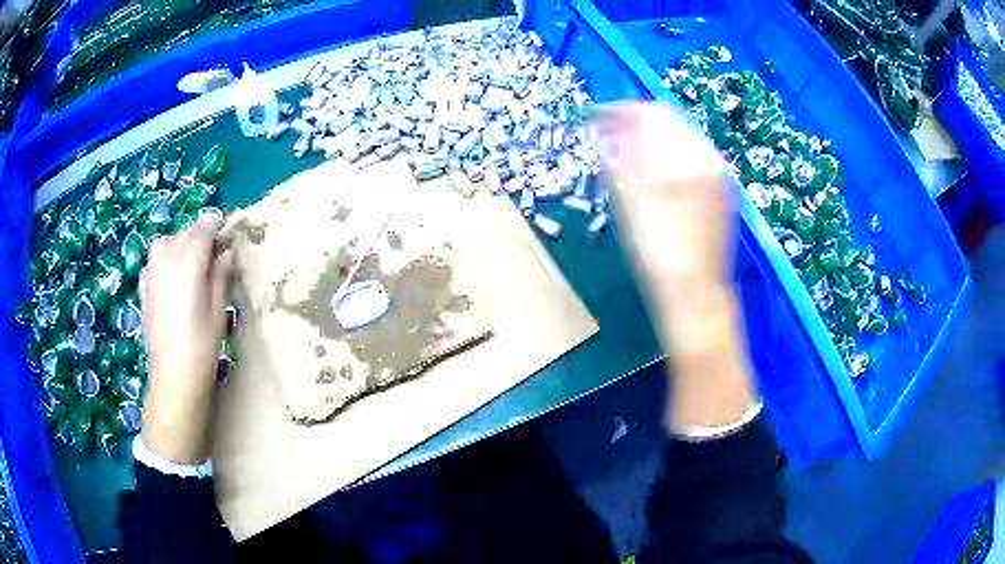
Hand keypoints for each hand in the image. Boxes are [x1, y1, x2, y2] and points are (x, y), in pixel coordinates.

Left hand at [140, 217, 233, 463]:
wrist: (174, 377)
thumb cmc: (203, 347)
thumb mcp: (220, 311)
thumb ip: (222, 276)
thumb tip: (227, 252)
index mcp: (189, 264)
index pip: (203, 229)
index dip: (217, 225)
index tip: (228, 230)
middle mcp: (167, 261)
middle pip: (185, 233)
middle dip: (200, 234)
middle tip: (215, 250)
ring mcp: (152, 274)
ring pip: (166, 242)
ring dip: (180, 242)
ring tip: (191, 259)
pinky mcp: (144, 288)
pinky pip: (153, 260)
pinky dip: (164, 258)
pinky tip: (171, 274)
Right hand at [598, 103, 756, 430]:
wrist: (695, 299)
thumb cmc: (659, 254)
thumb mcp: (632, 200)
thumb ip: (622, 156)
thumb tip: (608, 128)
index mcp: (690, 158)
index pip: (654, 114)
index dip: (621, 112)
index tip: (595, 119)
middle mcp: (710, 162)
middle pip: (669, 125)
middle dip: (635, 125)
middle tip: (604, 136)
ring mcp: (717, 181)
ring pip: (679, 145)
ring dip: (649, 142)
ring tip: (621, 155)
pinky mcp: (718, 199)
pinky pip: (689, 165)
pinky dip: (664, 161)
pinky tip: (649, 177)